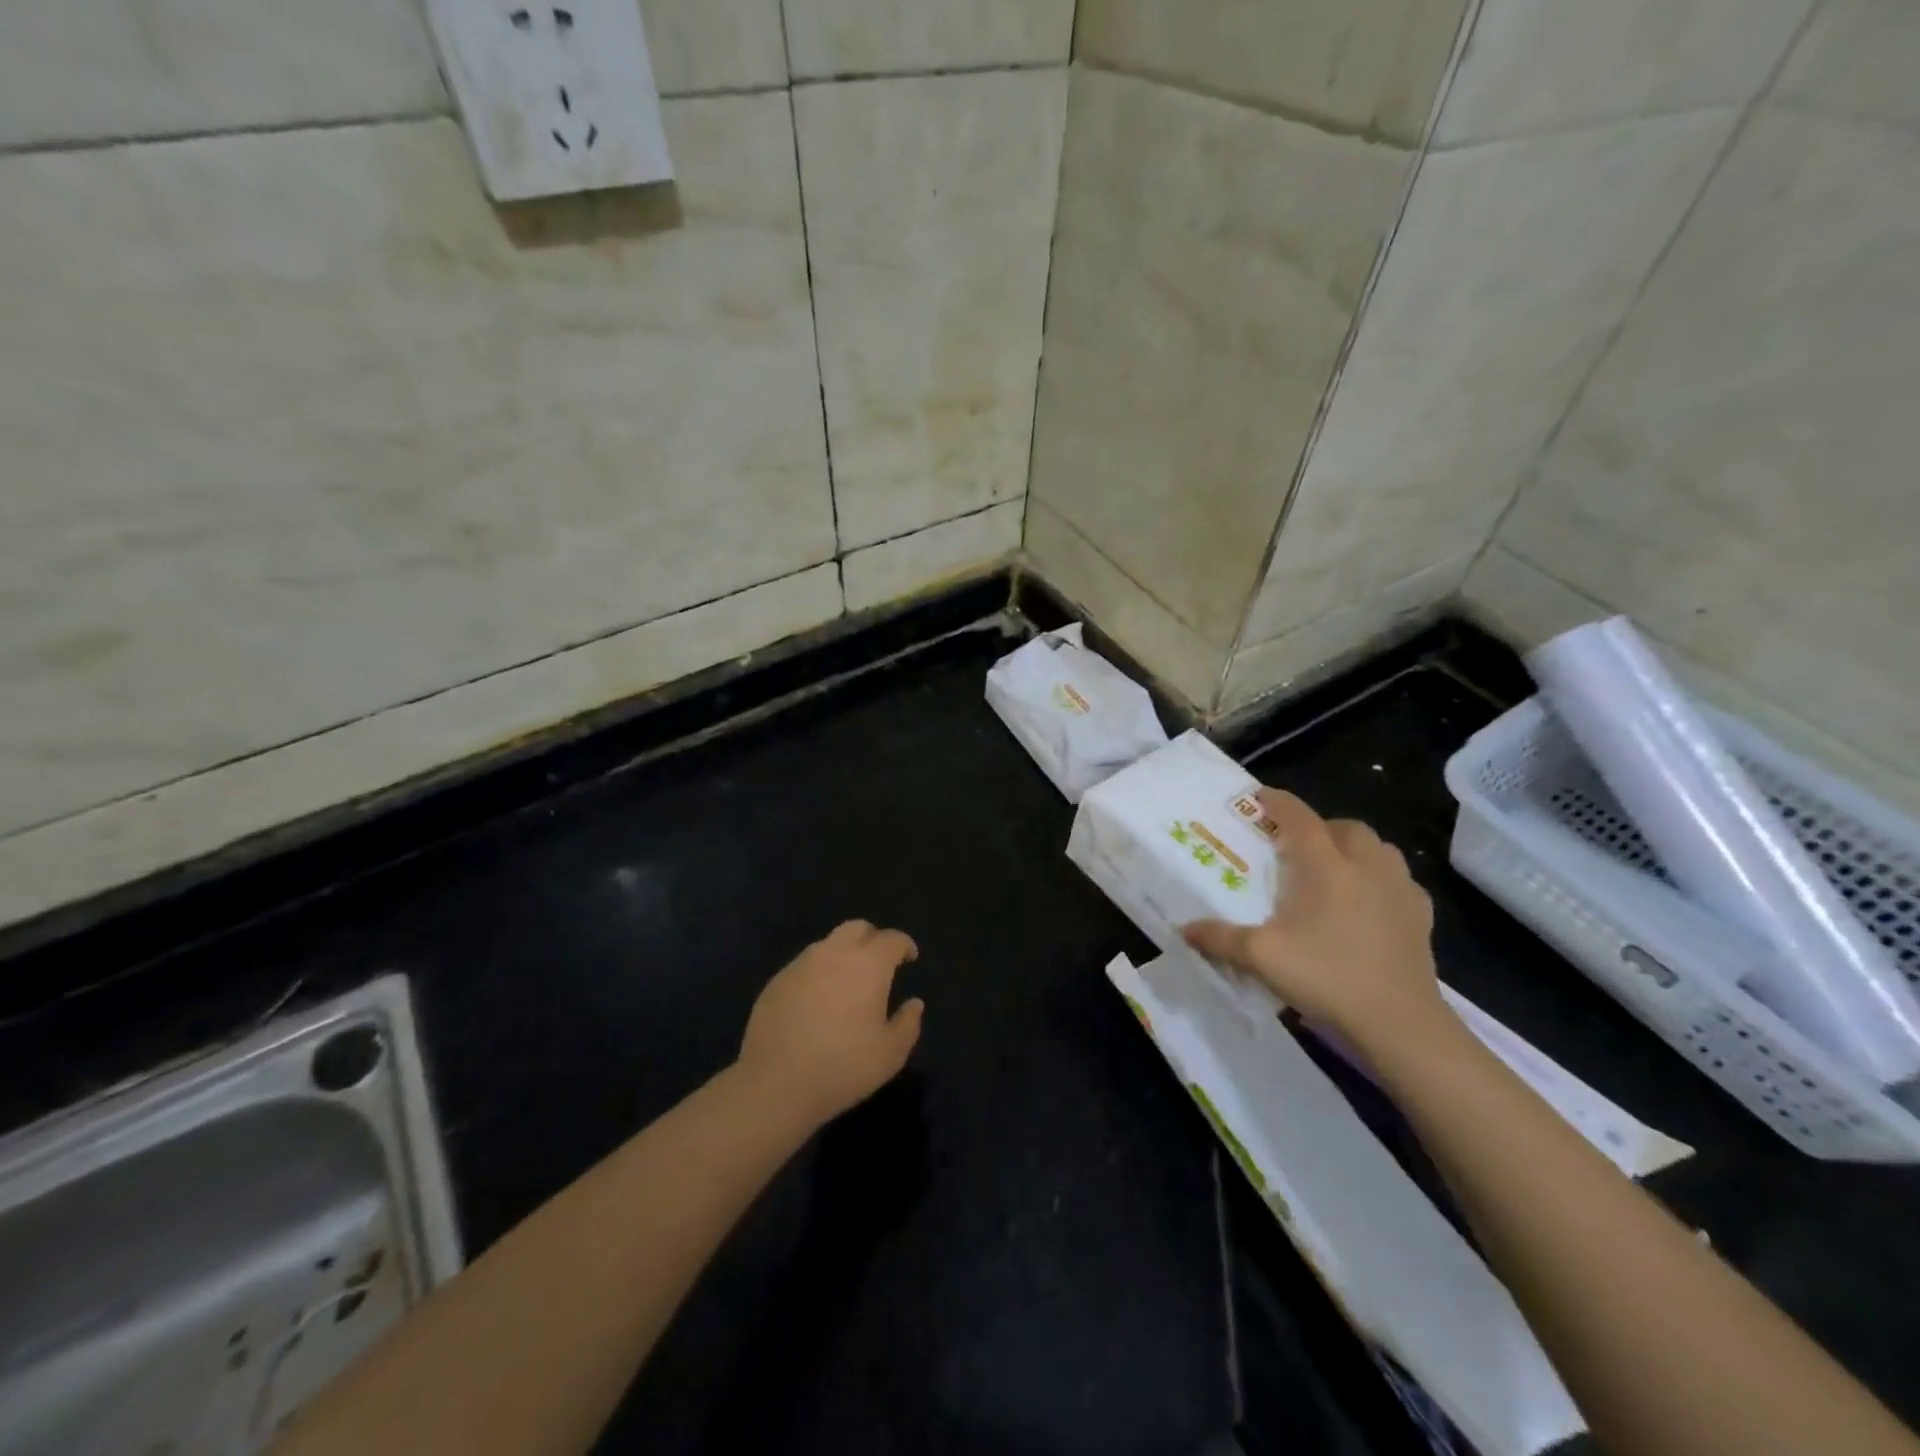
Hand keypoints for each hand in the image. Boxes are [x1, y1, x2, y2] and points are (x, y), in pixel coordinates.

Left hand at [737, 920, 924, 1126]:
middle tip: (879, 962)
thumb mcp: (890, 1054)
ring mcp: (801, 964)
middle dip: (873, 938)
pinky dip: (818, 972)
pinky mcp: (776, 981)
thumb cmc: (843, 1067)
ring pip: (828, 944)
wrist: (775, 1084)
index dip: (904, 945)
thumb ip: (908, 1024)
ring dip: (843, 954)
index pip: (892, 939)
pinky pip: (804, 965)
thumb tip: (914, 1004)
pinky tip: (817, 1000)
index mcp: (868, 964)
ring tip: (847, 982)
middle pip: (857, 928)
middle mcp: (834, 953)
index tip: (910, 957)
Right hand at [1183, 789, 1443, 1056]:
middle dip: (1320, 826)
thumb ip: (1220, 938)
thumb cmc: (1327, 977)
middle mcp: (1366, 867)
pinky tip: (1370, 903)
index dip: (1278, 802)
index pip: (1299, 818)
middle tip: (1298, 844)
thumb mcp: (1261, 957)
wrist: (1399, 1023)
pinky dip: (1382, 880)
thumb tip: (1184, 928)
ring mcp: (1400, 891)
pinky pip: (1401, 882)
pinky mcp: (1421, 918)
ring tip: (1335, 869)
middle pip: (1346, 827)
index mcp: (1326, 866)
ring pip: (1380, 849)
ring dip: (1356, 849)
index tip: (1260, 796)